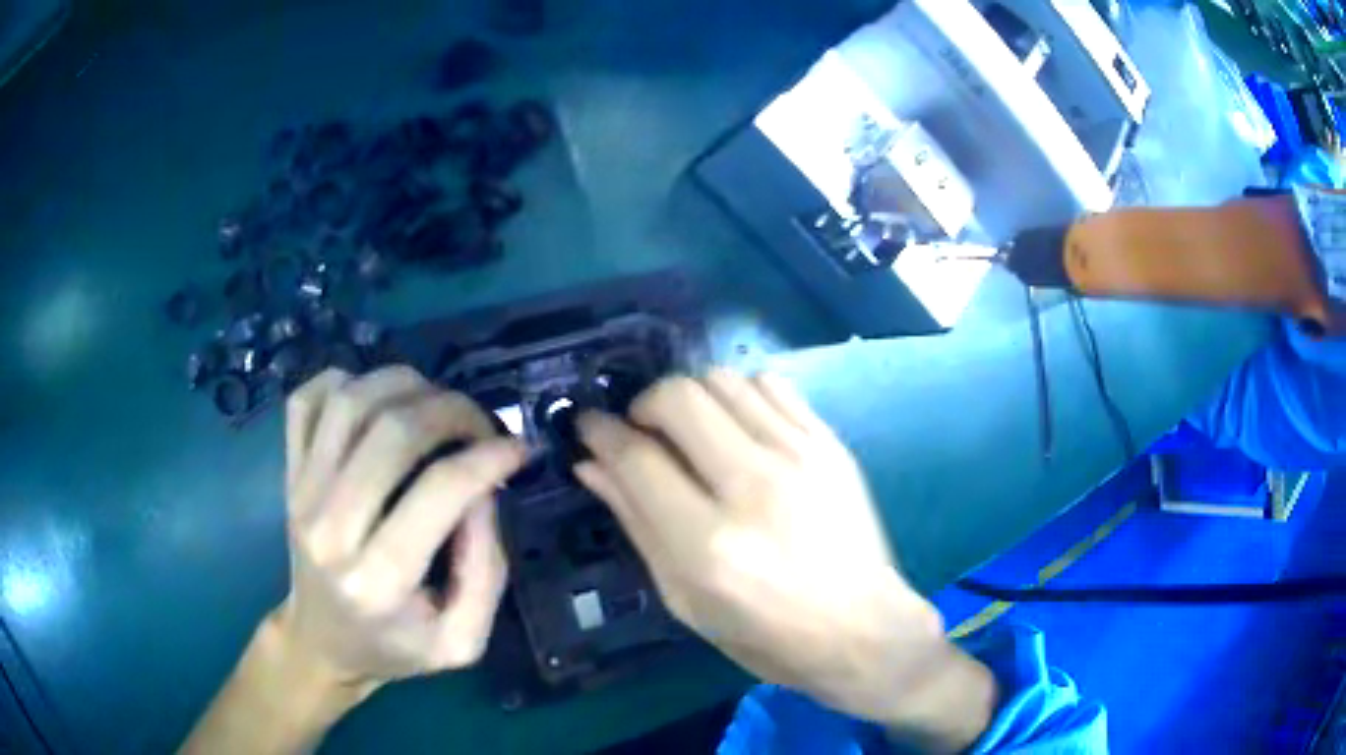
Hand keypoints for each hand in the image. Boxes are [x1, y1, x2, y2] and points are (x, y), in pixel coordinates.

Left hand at [278, 366, 523, 683]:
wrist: (321, 642)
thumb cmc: (394, 646)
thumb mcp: (462, 641)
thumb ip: (486, 571)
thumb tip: (485, 489)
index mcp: (378, 580)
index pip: (438, 490)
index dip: (488, 456)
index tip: (519, 448)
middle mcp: (331, 527)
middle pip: (393, 432)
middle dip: (453, 411)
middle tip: (482, 424)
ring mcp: (301, 493)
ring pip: (351, 401)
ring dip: (406, 385)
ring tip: (436, 404)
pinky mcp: (288, 473)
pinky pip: (307, 400)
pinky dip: (345, 381)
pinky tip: (377, 401)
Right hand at [575, 370, 996, 749]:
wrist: (863, 629)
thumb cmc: (766, 635)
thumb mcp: (685, 600)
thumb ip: (637, 525)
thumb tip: (592, 464)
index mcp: (708, 545)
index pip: (637, 458)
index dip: (601, 433)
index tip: (589, 426)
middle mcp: (754, 487)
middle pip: (678, 398)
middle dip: (643, 404)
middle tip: (642, 431)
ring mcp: (800, 457)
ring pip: (722, 379)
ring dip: (691, 396)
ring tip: (692, 432)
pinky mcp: (831, 444)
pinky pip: (770, 383)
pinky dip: (739, 394)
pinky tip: (739, 428)